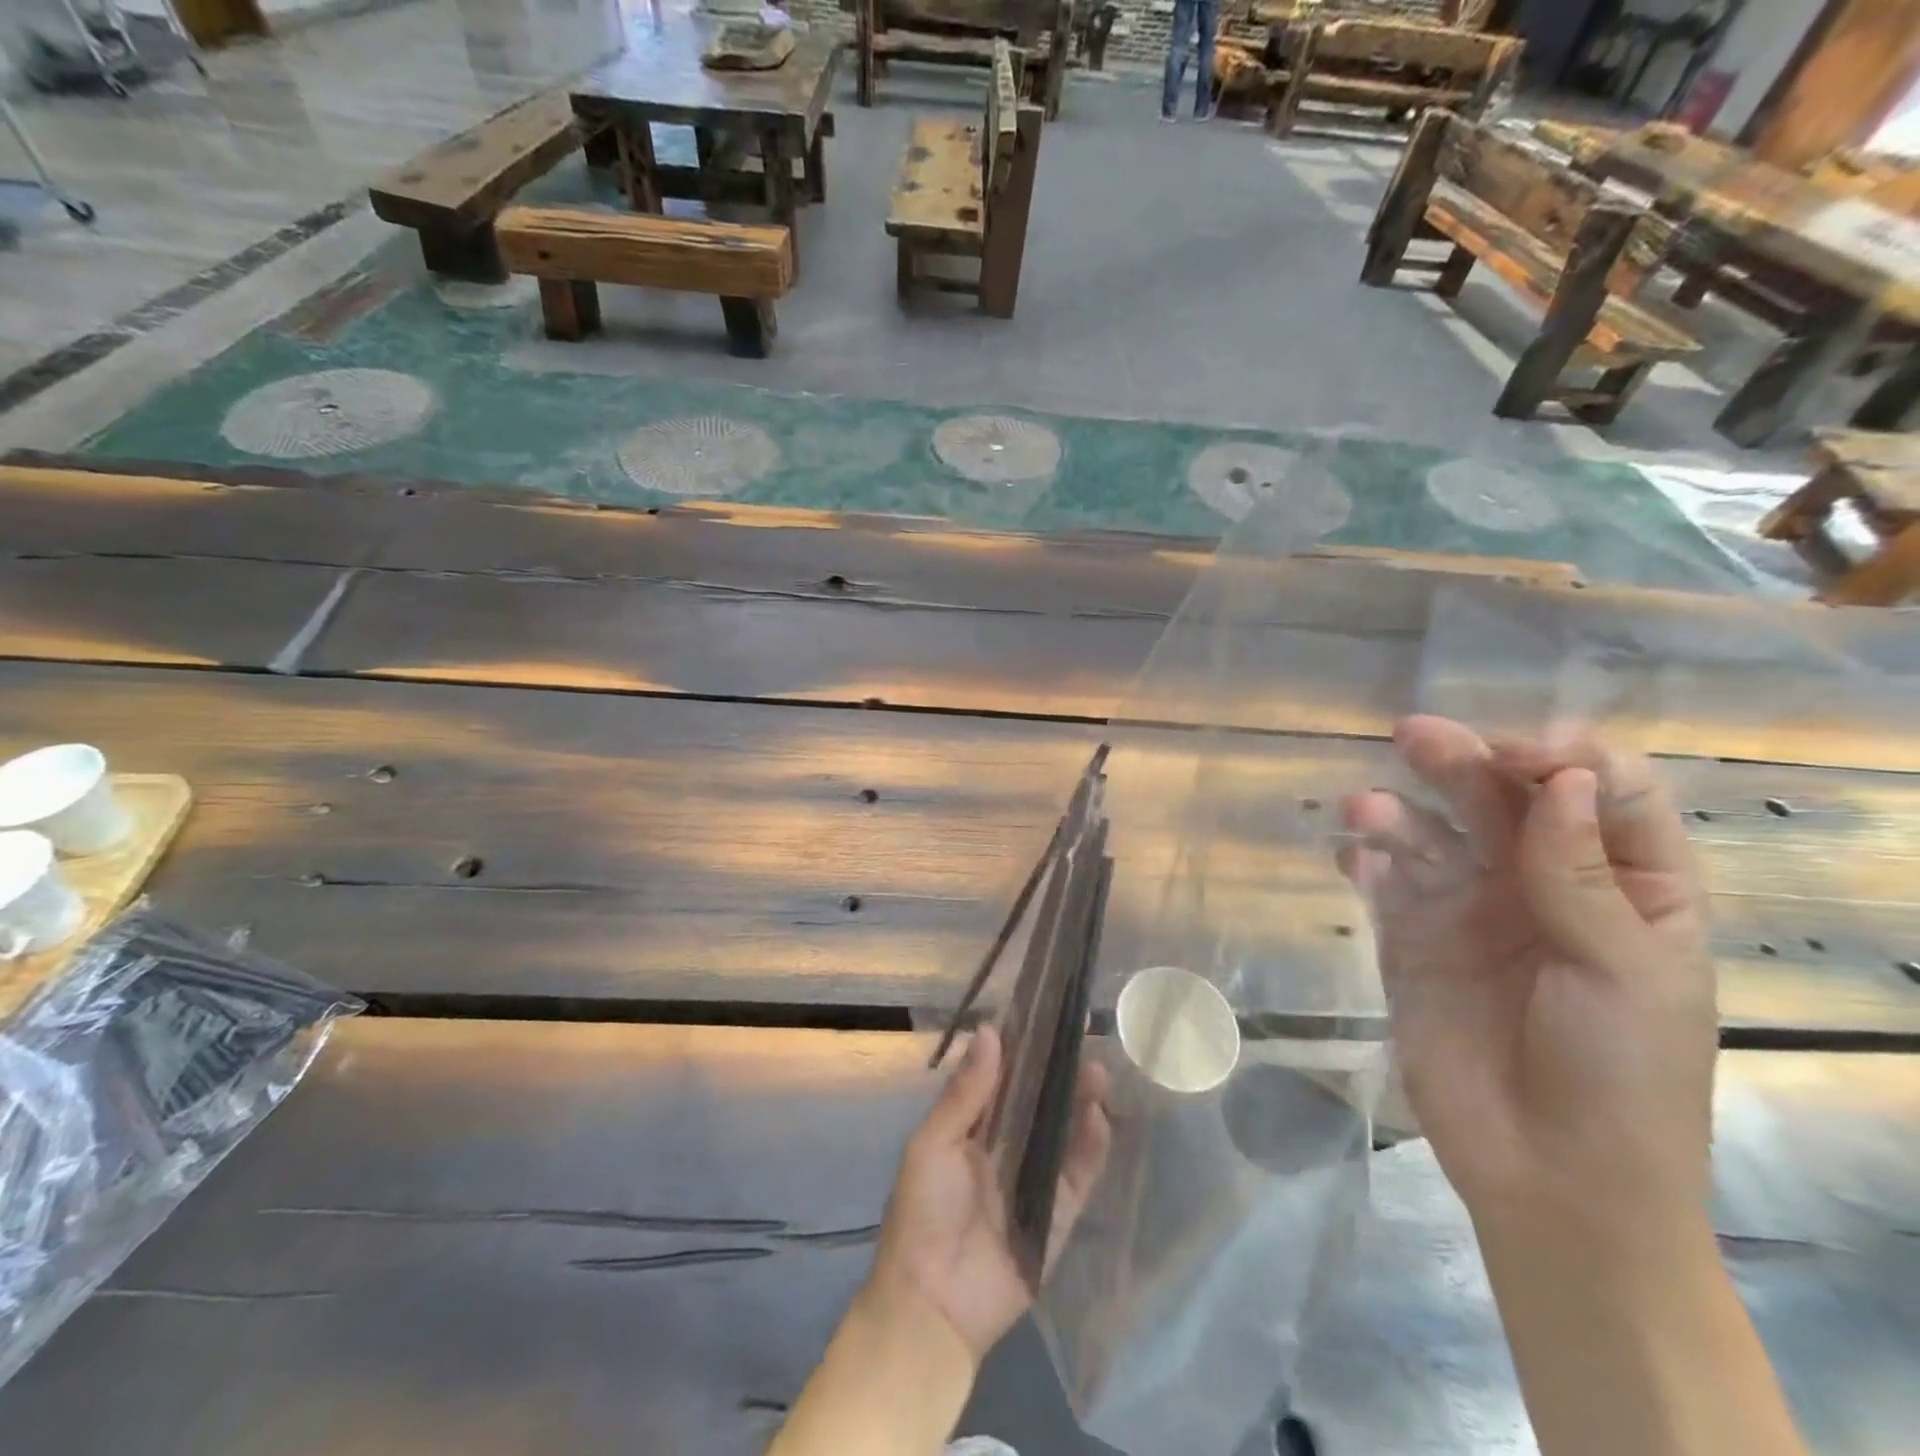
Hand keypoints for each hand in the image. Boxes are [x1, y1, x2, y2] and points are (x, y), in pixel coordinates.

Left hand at [865, 1025, 1110, 1364]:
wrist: (933, 1305)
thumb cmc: (922, 1212)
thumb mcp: (934, 1143)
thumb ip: (966, 1093)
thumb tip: (989, 1030)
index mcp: (971, 1126)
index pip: (1002, 1076)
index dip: (1023, 1046)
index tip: (1044, 1012)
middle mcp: (1005, 1145)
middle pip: (1038, 1098)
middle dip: (1058, 1068)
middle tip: (1081, 1033)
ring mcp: (1034, 1177)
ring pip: (1063, 1129)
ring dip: (1079, 1099)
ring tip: (1096, 1068)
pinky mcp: (1058, 1213)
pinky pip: (1079, 1174)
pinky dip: (1092, 1146)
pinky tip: (1099, 1116)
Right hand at [1339, 716, 1715, 1230]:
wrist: (1548, 1174)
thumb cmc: (1621, 1075)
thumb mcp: (1626, 972)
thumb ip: (1583, 874)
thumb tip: (1560, 780)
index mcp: (1627, 887)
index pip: (1603, 795)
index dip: (1565, 760)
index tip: (1520, 754)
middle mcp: (1542, 884)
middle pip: (1504, 802)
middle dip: (1463, 763)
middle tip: (1415, 735)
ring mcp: (1468, 910)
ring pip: (1432, 836)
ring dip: (1400, 814)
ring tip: (1366, 810)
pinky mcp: (1409, 939)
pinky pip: (1384, 883)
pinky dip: (1367, 860)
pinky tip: (1354, 855)